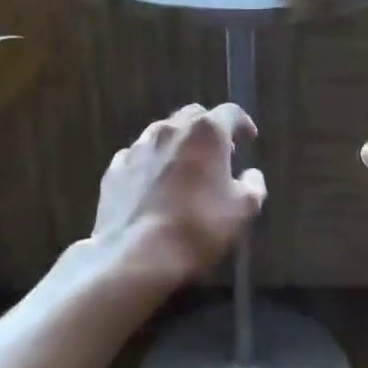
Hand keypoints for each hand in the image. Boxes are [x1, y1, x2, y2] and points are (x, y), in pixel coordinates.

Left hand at [91, 103, 266, 288]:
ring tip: (185, 169)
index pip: (230, 112)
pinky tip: (154, 186)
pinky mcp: (114, 169)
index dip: (242, 123)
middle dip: (208, 129)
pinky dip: (151, 164)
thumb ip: (253, 186)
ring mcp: (137, 147)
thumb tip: (252, 175)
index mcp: (206, 132)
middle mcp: (169, 129)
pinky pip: (138, 157)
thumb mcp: (243, 211)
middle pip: (194, 116)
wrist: (136, 255)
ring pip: (163, 133)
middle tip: (218, 153)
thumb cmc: (198, 228)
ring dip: (178, 144)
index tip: (248, 138)